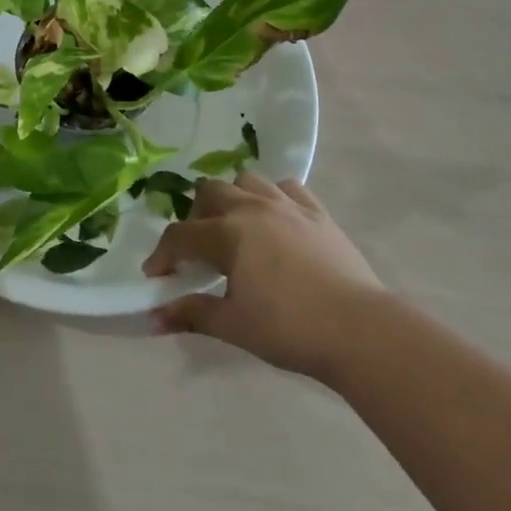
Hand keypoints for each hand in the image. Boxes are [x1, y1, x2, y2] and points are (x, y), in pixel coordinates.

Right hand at [144, 172, 384, 379]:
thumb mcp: (233, 325)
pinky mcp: (317, 211)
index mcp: (227, 233)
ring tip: (235, 229)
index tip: (156, 277)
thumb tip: (151, 318)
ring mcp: (287, 205)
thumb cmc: (289, 328)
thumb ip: (191, 314)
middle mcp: (253, 207)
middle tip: (198, 251)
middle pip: (209, 193)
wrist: (359, 329)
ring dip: (232, 198)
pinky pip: (287, 187)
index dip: (162, 255)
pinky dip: (273, 197)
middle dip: (194, 218)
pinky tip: (276, 220)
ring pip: (246, 181)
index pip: (180, 236)